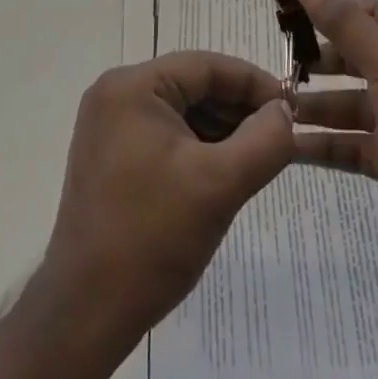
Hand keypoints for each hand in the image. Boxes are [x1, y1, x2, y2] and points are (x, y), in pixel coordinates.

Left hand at [42, 51, 294, 341]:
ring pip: (180, 111)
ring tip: (257, 157)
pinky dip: (197, 147)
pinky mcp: (109, 156)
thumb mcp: (220, 185)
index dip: (253, 83)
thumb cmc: (152, 237)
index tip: (291, 108)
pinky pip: (164, 135)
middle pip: (192, 86)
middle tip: (279, 137)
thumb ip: (264, 141)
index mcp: (132, 86)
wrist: (86, 313)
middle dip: (237, 109)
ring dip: (220, 129)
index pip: (205, 66)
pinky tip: (223, 172)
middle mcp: (115, 94)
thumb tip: (284, 112)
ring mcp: (108, 126)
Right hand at [291, 0, 377, 294]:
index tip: (293, 18)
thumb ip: (346, 25)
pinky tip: (286, 145)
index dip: (336, 13)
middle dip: (321, 62)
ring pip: (350, 106)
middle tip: (278, 64)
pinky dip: (321, 146)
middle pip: (359, 60)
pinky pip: (350, 147)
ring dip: (314, 106)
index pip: (374, 16)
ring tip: (272, 105)